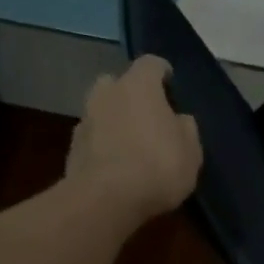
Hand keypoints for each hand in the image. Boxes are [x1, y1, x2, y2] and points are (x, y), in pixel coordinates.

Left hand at [64, 57, 201, 221]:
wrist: (106, 200)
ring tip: (133, 144)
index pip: (151, 64)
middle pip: (118, 83)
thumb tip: (179, 120)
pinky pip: (94, 138)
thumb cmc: (158, 166)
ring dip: (115, 120)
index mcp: (138, 86)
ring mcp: (85, 120)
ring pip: (102, 111)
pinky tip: (118, 165)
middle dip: (131, 94)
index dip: (163, 73)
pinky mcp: (72, 148)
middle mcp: (107, 94)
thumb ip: (185, 129)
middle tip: (148, 116)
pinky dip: (104, 144)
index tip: (171, 85)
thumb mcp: (191, 151)